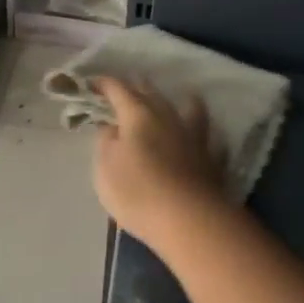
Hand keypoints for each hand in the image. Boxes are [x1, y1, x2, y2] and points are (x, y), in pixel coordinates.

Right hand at [91, 77, 227, 248]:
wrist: (189, 219)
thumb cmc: (138, 192)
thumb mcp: (105, 169)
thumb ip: (106, 142)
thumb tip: (112, 127)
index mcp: (138, 115)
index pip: (118, 89)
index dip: (104, 84)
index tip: (92, 83)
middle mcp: (168, 117)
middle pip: (151, 93)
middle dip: (136, 87)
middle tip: (125, 89)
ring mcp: (194, 136)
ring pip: (189, 108)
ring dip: (179, 101)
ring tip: (176, 99)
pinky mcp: (211, 158)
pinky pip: (208, 138)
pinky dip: (202, 134)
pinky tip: (203, 138)